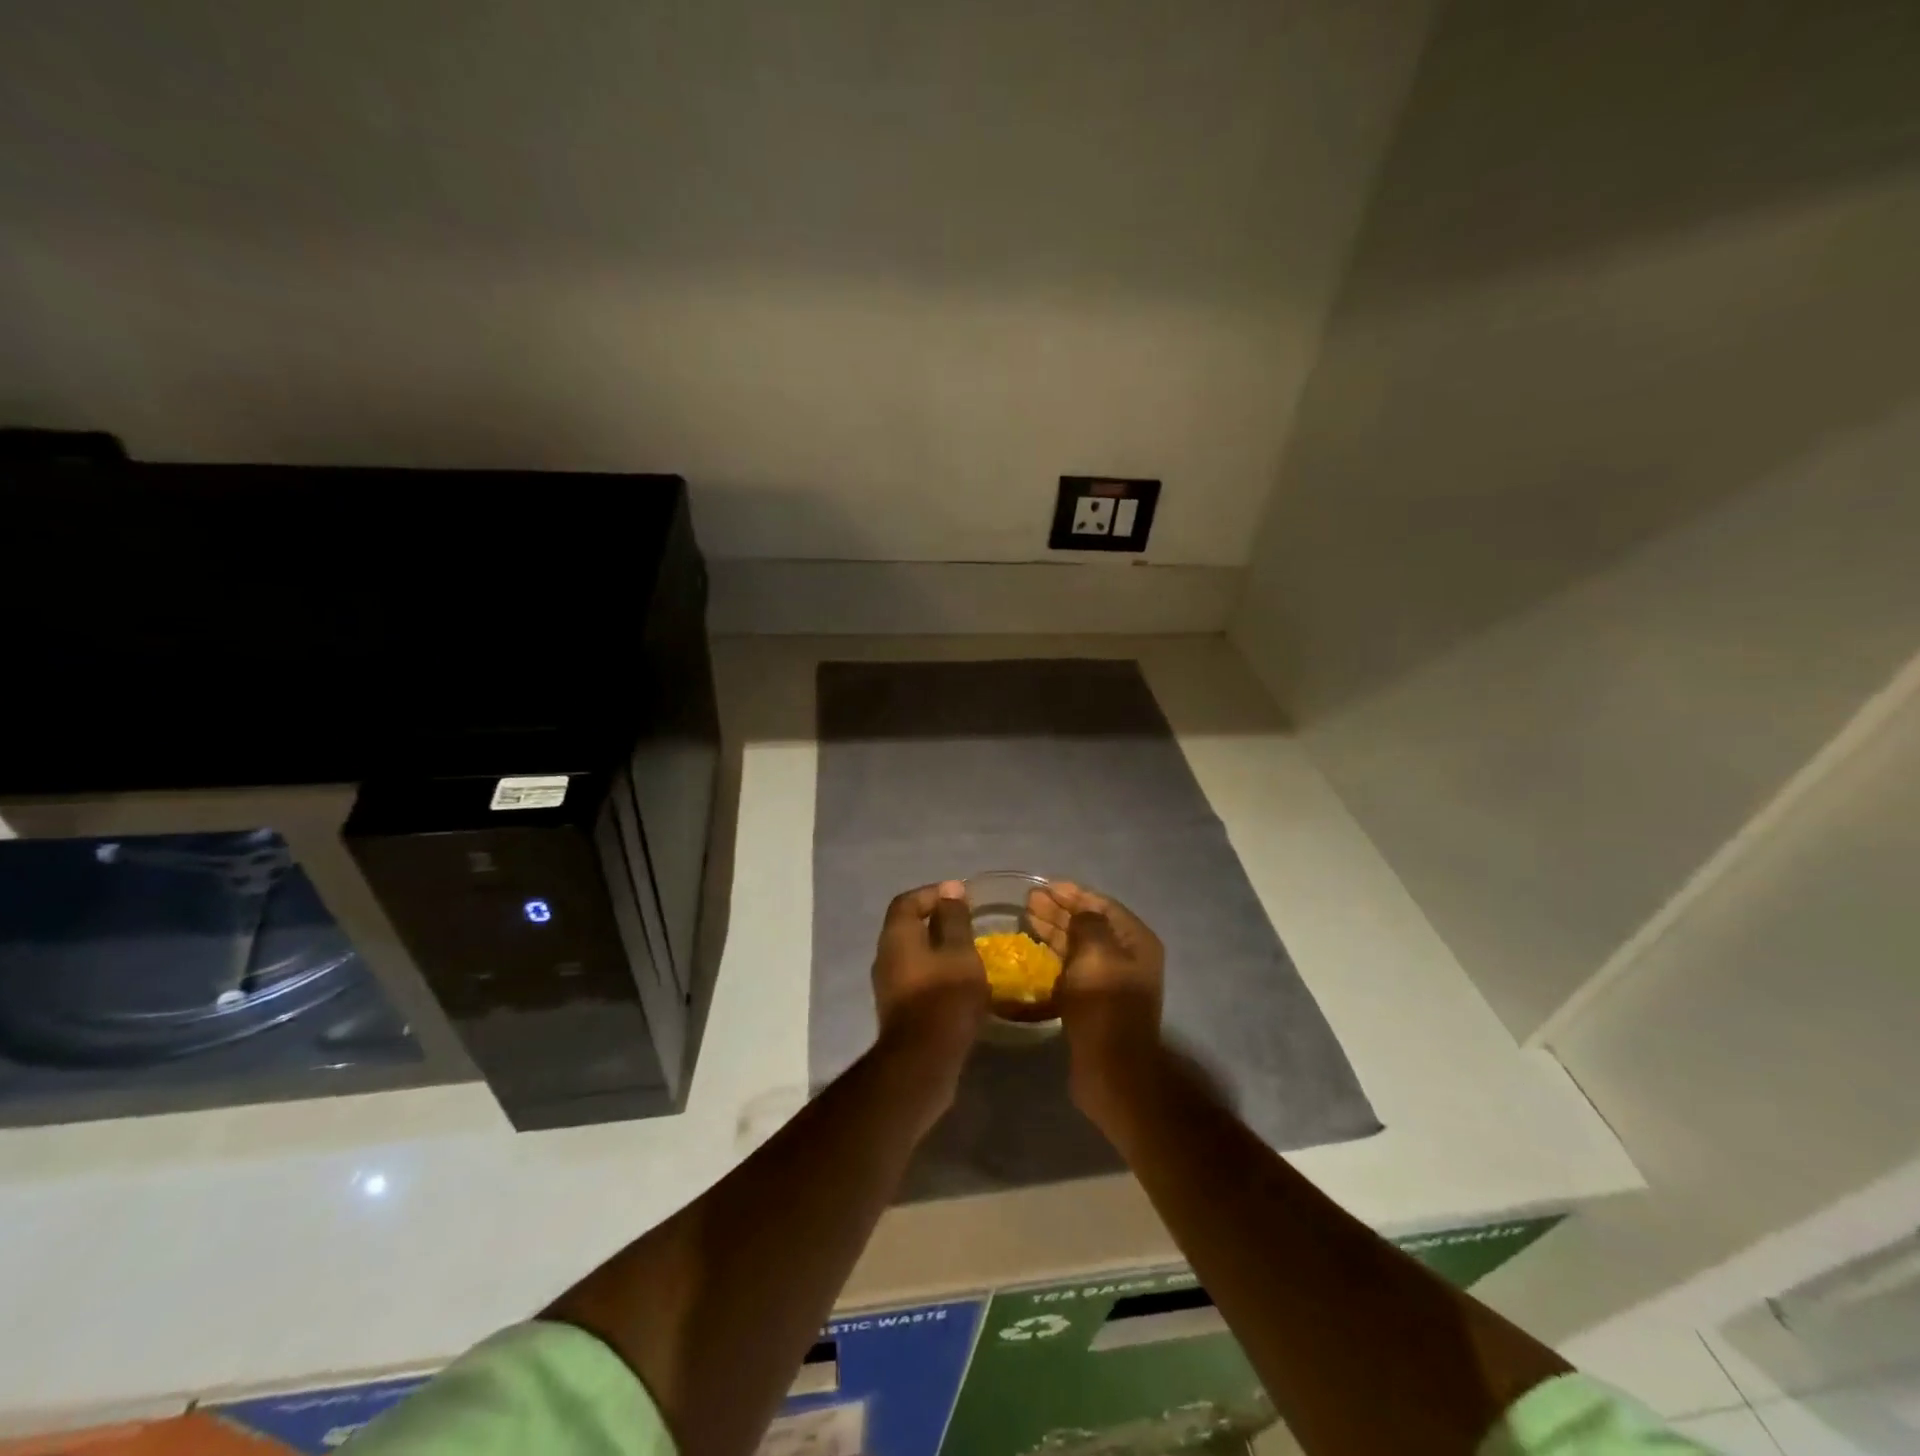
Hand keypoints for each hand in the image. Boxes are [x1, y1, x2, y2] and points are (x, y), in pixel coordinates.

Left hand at [871, 881, 988, 1059]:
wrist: (923, 1060)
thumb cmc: (945, 997)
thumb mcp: (959, 951)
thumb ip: (954, 919)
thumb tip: (950, 890)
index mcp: (896, 935)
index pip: (908, 901)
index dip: (933, 893)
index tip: (960, 896)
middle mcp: (885, 956)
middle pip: (908, 927)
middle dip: (936, 921)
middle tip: (967, 922)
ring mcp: (888, 985)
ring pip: (912, 954)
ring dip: (937, 949)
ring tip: (967, 952)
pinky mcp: (898, 1009)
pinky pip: (916, 977)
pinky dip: (936, 972)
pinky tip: (959, 982)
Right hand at [1026, 881, 1164, 1104]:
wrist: (1111, 1070)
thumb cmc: (1105, 1005)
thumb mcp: (1096, 954)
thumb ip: (1087, 923)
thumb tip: (1080, 912)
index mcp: (1136, 942)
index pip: (1103, 906)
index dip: (1074, 894)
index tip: (1045, 886)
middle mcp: (1127, 957)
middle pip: (1090, 924)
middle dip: (1061, 910)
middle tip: (1030, 901)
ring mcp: (1111, 981)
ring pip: (1079, 946)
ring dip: (1055, 930)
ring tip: (1027, 918)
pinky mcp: (1094, 1001)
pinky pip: (1073, 968)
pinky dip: (1055, 956)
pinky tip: (1034, 950)